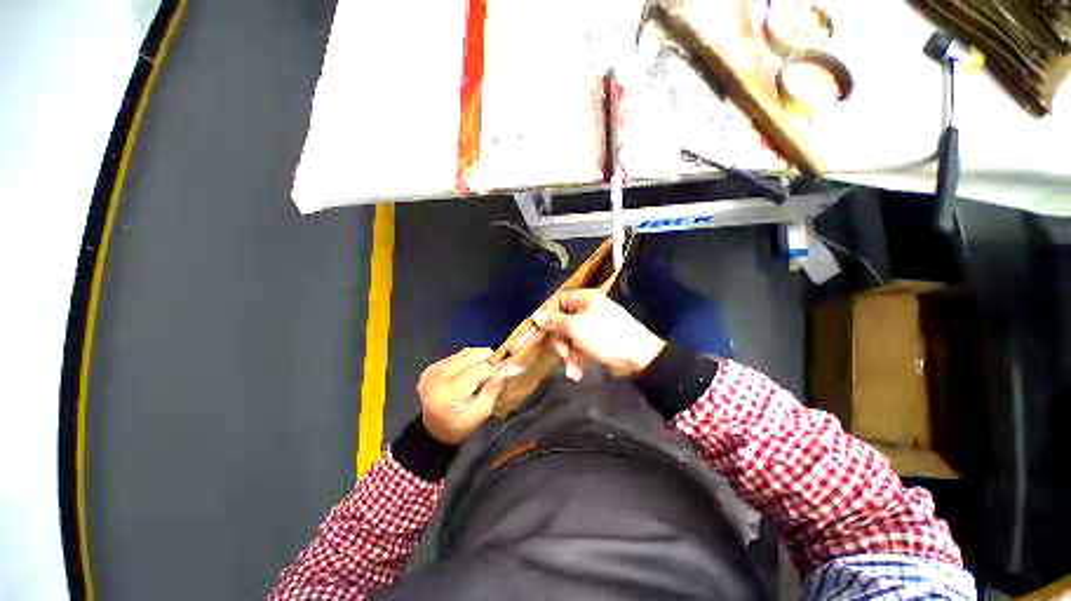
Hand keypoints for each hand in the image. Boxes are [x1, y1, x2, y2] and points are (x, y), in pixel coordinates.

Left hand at [417, 348, 522, 444]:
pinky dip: (467, 359)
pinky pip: (456, 355)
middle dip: (486, 359)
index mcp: (448, 394)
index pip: (478, 370)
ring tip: (482, 372)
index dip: (494, 368)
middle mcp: (436, 379)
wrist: (434, 431)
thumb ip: (496, 385)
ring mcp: (431, 371)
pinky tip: (469, 371)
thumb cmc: (461, 425)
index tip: (505, 370)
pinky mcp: (431, 367)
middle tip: (494, 369)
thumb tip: (515, 366)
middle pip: (470, 356)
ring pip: (463, 353)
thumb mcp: (482, 410)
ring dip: (477, 358)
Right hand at [532, 289, 665, 378]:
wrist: (638, 358)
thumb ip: (554, 321)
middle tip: (563, 354)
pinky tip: (578, 372)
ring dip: (569, 355)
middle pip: (562, 323)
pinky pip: (579, 347)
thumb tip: (535, 314)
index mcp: (584, 298)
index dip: (548, 316)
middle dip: (561, 342)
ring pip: (569, 338)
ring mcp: (592, 325)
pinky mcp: (596, 341)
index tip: (540, 332)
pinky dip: (577, 359)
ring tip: (573, 371)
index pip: (557, 302)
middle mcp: (587, 309)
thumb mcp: (575, 328)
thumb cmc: (605, 336)